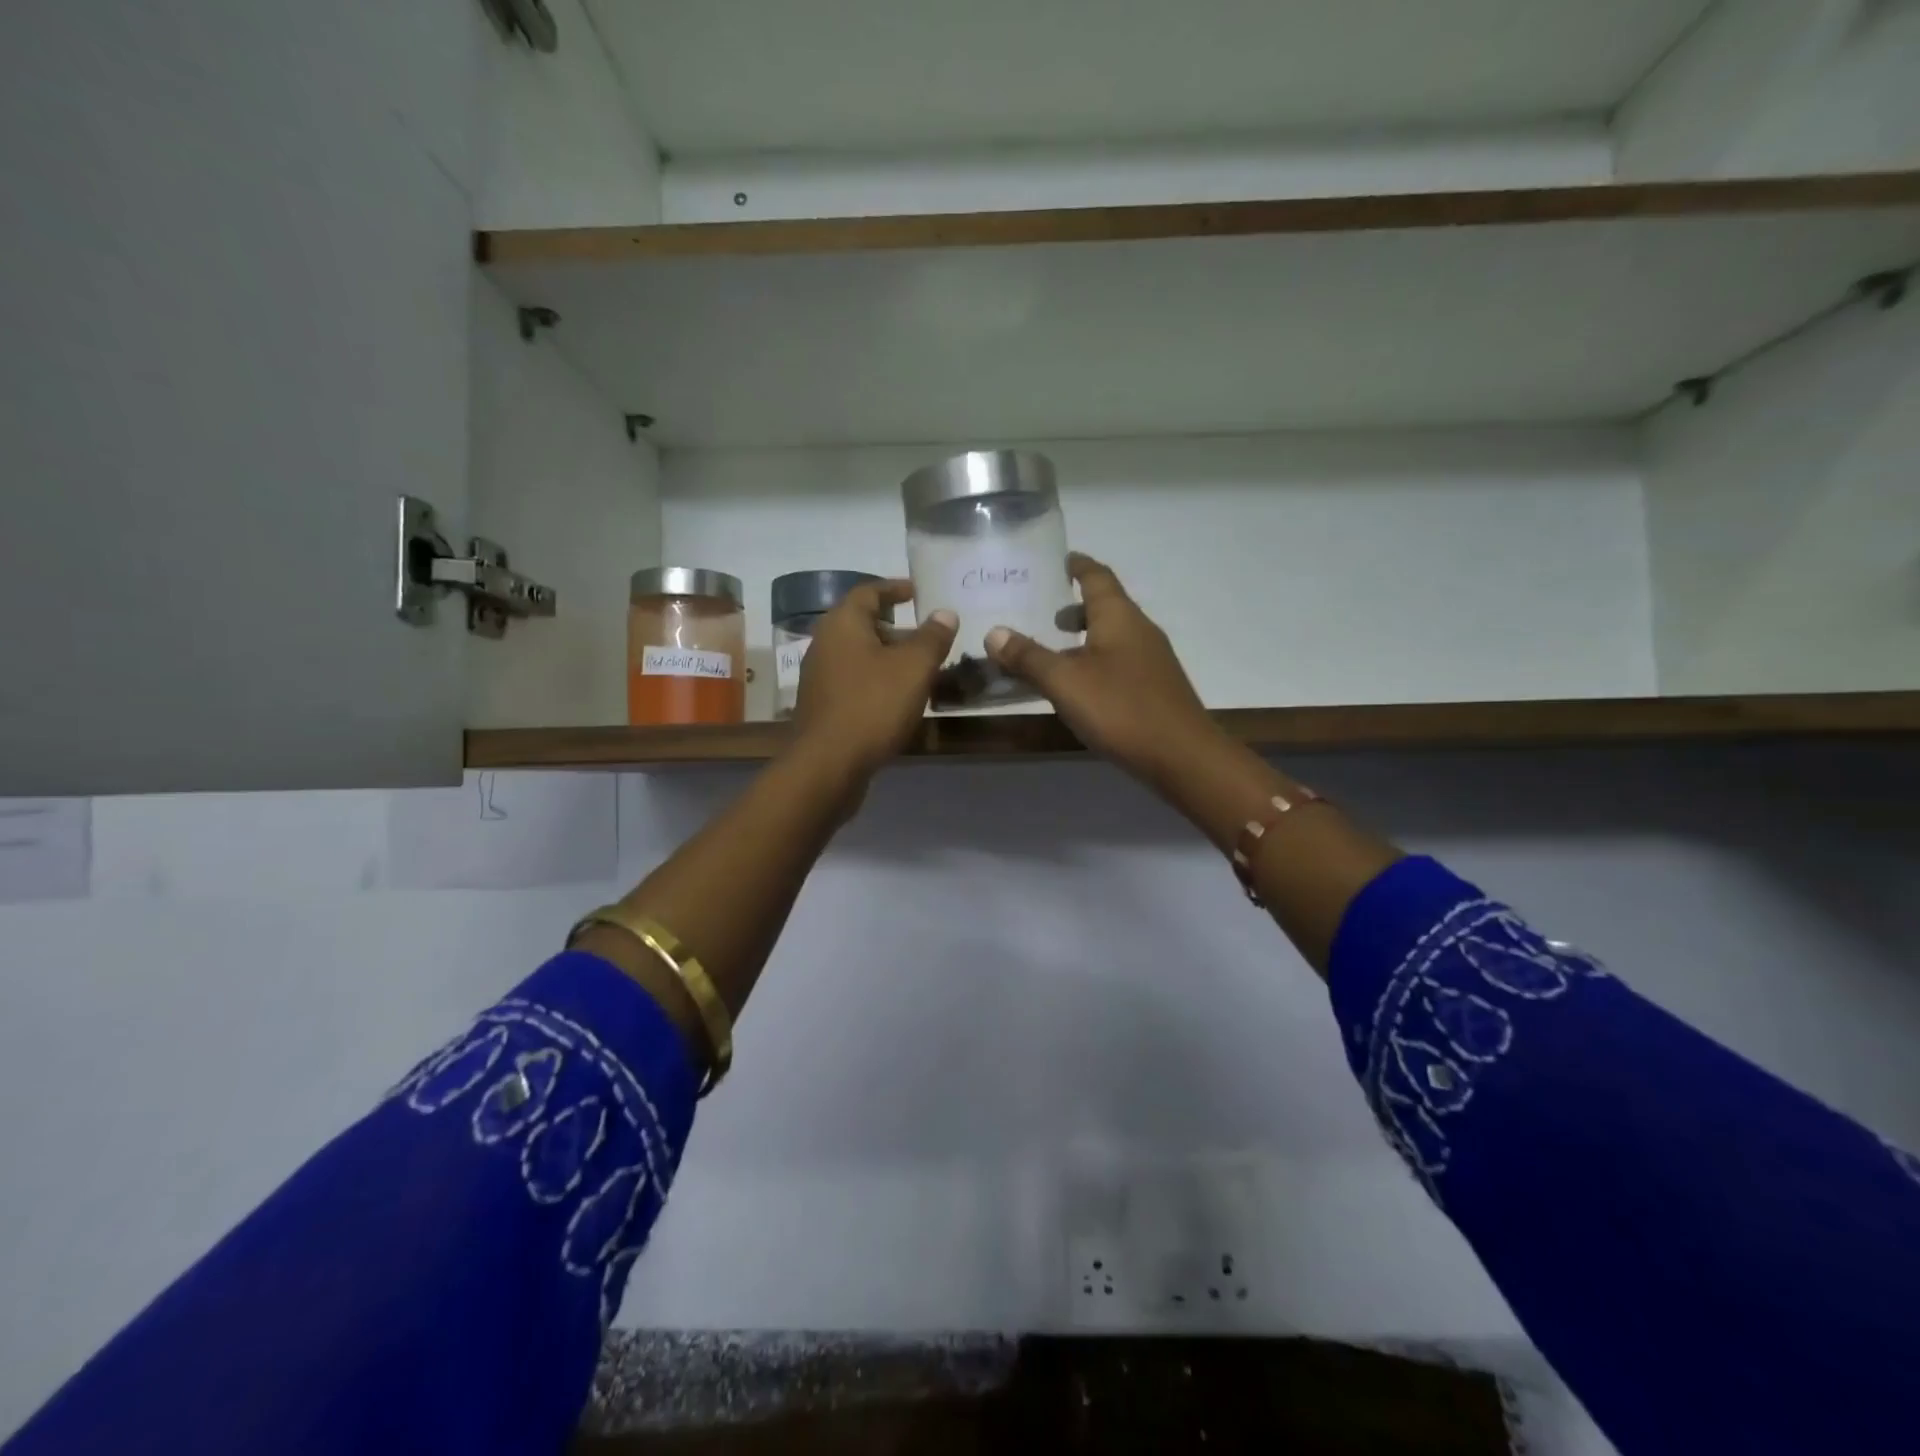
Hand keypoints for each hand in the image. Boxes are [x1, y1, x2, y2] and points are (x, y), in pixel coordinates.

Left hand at [791, 578, 956, 782]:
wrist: (828, 763)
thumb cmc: (873, 705)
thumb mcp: (914, 667)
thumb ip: (932, 637)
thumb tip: (945, 613)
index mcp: (843, 623)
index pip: (868, 591)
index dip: (894, 588)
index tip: (916, 592)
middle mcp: (824, 643)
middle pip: (862, 623)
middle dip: (895, 627)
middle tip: (926, 636)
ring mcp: (820, 676)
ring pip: (859, 655)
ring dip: (888, 657)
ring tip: (919, 669)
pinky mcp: (822, 705)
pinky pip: (854, 680)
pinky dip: (877, 680)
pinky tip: (898, 699)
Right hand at [984, 553, 1219, 786]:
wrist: (1182, 757)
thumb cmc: (1121, 708)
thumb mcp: (1064, 681)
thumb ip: (1028, 656)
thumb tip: (994, 632)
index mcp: (1119, 616)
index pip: (1096, 576)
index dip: (1075, 565)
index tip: (1055, 561)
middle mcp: (1138, 629)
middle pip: (1104, 606)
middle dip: (1072, 606)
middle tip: (1040, 612)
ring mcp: (1150, 660)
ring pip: (1110, 636)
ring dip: (1081, 637)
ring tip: (1050, 651)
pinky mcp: (1153, 687)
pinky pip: (1116, 661)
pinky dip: (1093, 661)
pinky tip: (1077, 686)